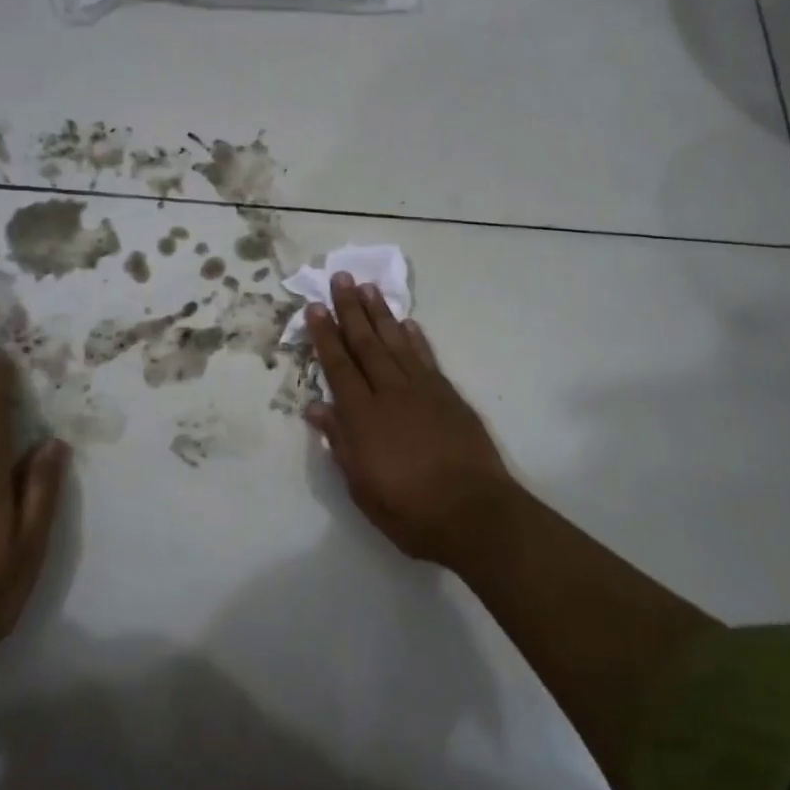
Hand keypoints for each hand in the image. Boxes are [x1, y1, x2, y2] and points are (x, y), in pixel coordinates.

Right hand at [304, 275, 525, 569]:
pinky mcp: (449, 395)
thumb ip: (339, 442)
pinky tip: (407, 323)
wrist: (473, 512)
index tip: (316, 307)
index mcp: (363, 416)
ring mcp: (423, 390)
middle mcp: (390, 392)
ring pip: (396, 343)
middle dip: (351, 310)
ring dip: (381, 314)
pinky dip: (415, 338)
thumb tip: (317, 407)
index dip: (326, 335)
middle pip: (366, 344)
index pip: (338, 366)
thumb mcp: (361, 486)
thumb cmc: (409, 510)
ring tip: (369, 288)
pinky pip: (427, 358)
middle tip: (341, 277)